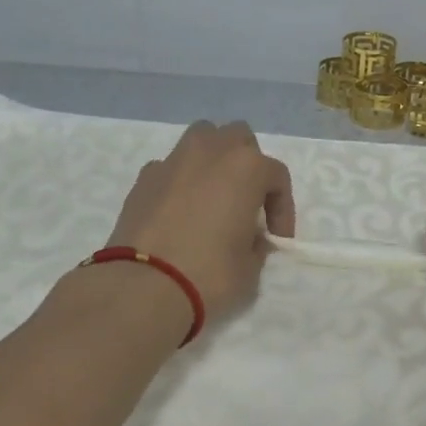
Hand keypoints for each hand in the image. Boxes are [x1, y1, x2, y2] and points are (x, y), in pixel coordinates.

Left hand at [104, 120, 295, 321]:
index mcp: (247, 167)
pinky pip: (172, 167)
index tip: (276, 238)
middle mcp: (211, 151)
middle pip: (238, 138)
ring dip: (213, 160)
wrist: (142, 287)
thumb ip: (255, 243)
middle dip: (247, 165)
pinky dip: (181, 180)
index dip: (282, 208)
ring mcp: (174, 160)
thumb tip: (247, 237)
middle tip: (246, 203)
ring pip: (202, 138)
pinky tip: (178, 212)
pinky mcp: (144, 177)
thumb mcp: (250, 267)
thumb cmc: (210, 274)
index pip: (276, 176)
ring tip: (213, 195)